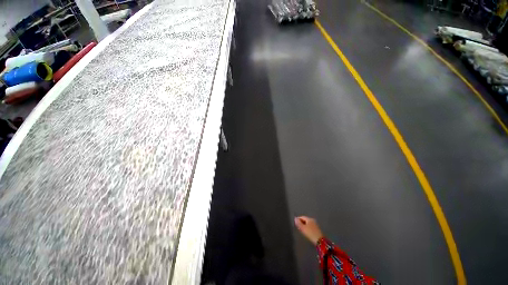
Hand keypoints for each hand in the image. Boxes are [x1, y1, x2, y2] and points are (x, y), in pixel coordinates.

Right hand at [294, 216, 323, 244]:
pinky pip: (310, 226)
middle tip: (298, 227)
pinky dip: (307, 228)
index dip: (298, 219)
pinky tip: (307, 232)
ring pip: (308, 223)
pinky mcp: (317, 229)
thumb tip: (295, 218)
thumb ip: (298, 223)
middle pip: (305, 220)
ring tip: (302, 230)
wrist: (320, 241)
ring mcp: (315, 224)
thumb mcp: (303, 228)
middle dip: (301, 223)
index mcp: (309, 219)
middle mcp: (313, 220)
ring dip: (304, 226)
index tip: (295, 223)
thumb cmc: (310, 233)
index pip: (302, 217)